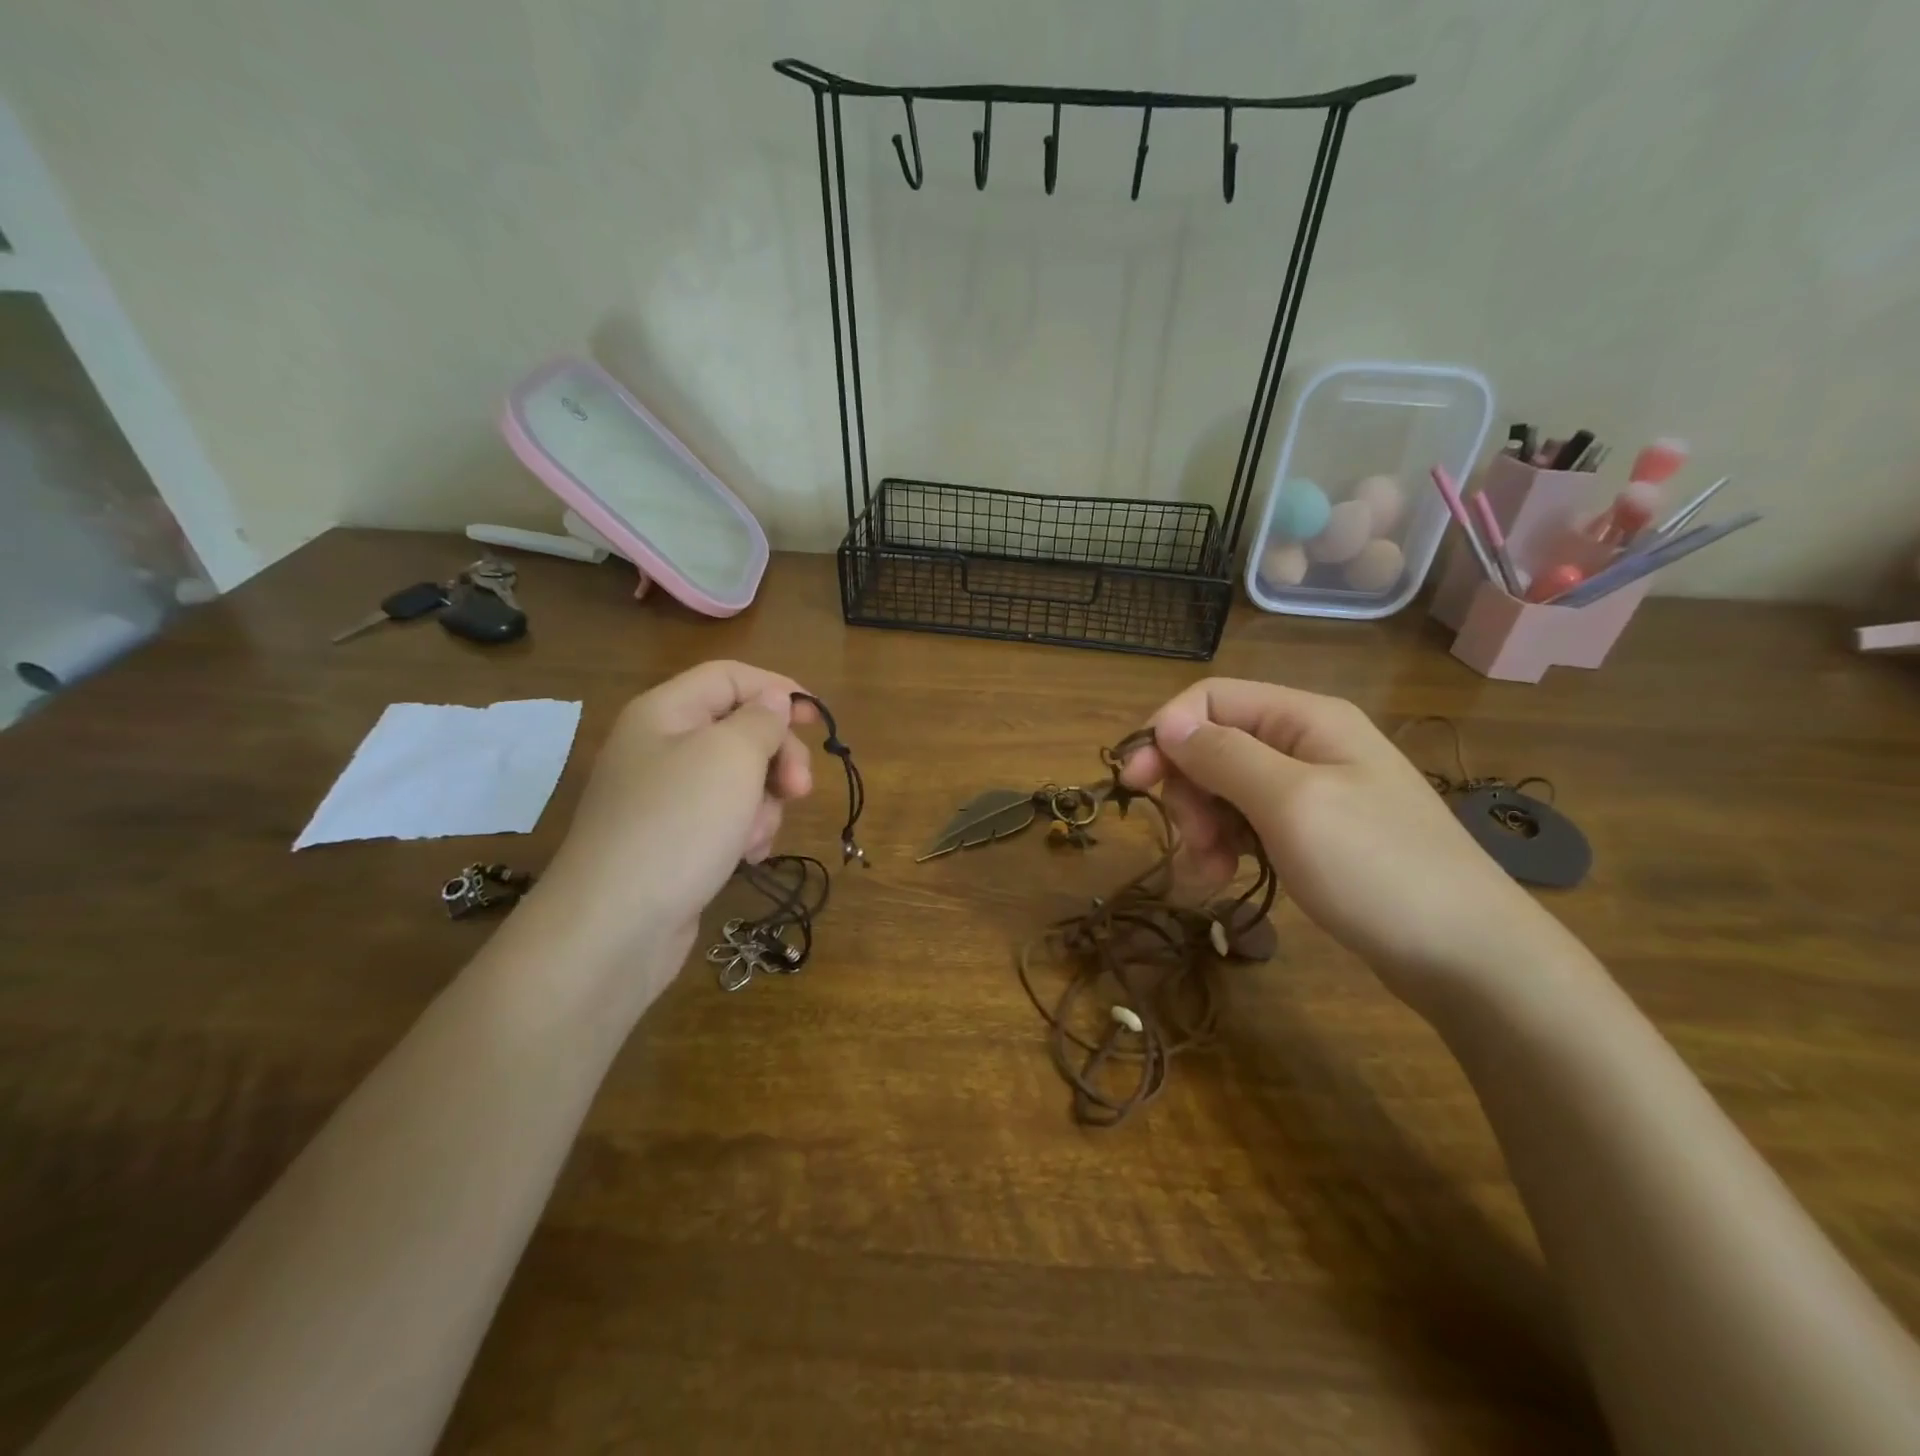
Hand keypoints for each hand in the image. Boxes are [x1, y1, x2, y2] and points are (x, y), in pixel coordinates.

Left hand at [538, 661, 814, 961]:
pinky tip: (745, 857)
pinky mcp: (672, 839)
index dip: (777, 690)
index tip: (818, 721)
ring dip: (763, 803)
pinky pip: (724, 818)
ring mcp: (664, 797)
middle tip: (800, 790)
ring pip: (739, 779)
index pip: (729, 677)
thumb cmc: (679, 824)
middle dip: (778, 757)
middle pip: (739, 729)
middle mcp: (660, 747)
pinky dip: (744, 832)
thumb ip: (761, 720)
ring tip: (756, 836)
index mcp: (665, 712)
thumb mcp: (731, 757)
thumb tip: (773, 701)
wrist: (616, 926)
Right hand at [1119, 679, 1556, 1004]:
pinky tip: (1225, 877)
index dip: (1166, 734)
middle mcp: (1307, 743)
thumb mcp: (1291, 803)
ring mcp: (1313, 790)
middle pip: (1215, 743)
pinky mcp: (1314, 832)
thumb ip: (1224, 755)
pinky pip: (1250, 821)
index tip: (1134, 784)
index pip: (1211, 698)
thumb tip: (1166, 721)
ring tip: (1209, 872)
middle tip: (1191, 840)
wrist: (1470, 957)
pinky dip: (1228, 844)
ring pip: (1226, 787)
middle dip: (1188, 789)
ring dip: (1204, 824)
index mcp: (1305, 718)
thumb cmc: (1378, 868)